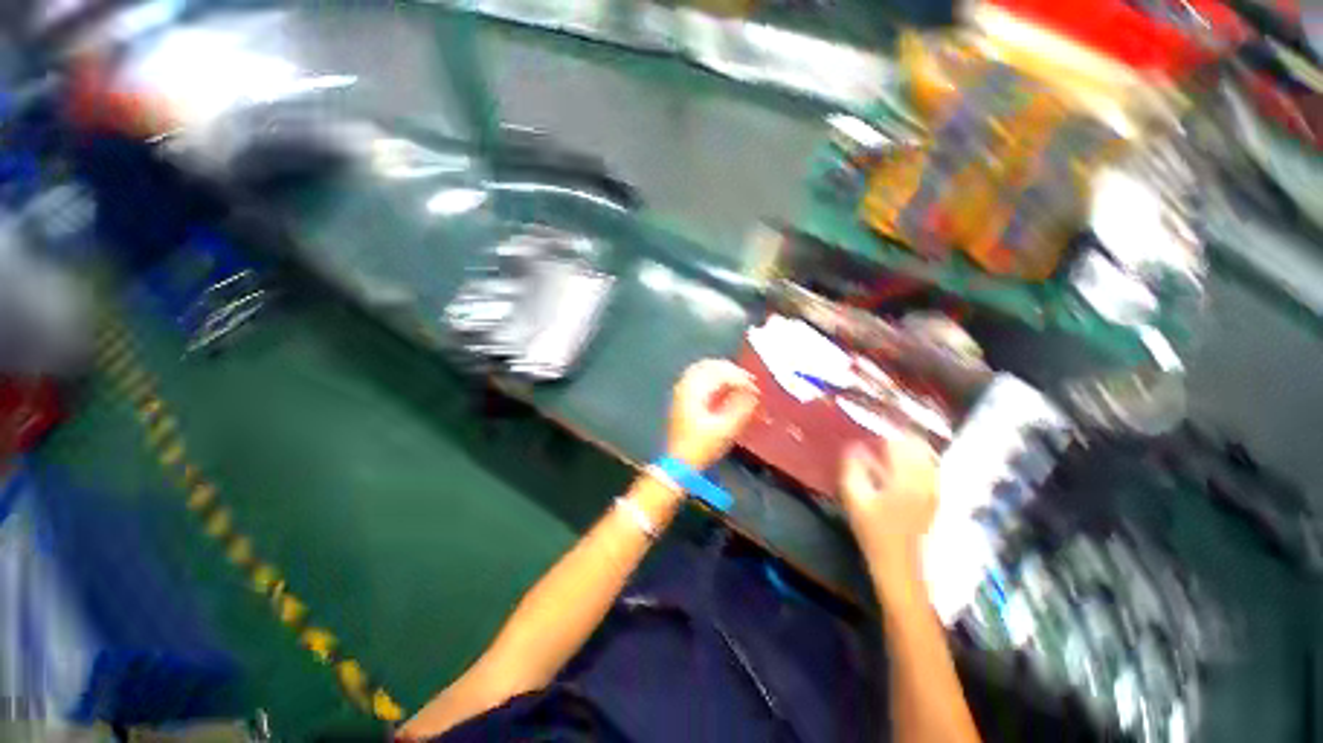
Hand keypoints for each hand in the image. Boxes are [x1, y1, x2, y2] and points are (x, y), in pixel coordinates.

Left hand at [667, 359, 759, 469]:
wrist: (679, 462)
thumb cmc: (701, 447)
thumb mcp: (725, 430)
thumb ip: (741, 408)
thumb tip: (753, 393)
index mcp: (694, 390)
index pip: (720, 371)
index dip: (740, 377)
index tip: (755, 388)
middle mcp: (685, 385)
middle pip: (710, 365)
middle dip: (731, 370)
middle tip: (749, 380)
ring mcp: (682, 391)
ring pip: (703, 369)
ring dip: (722, 372)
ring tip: (739, 383)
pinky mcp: (682, 398)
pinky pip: (699, 378)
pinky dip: (714, 379)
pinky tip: (724, 388)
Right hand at [839, 435, 939, 559]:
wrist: (902, 567)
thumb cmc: (874, 532)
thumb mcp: (855, 499)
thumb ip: (853, 468)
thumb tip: (854, 446)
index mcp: (906, 477)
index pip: (900, 441)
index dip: (885, 428)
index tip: (871, 423)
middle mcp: (926, 479)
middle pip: (918, 444)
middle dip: (899, 434)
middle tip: (878, 433)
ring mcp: (934, 489)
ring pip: (925, 455)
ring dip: (907, 446)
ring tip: (886, 445)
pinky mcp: (935, 498)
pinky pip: (928, 469)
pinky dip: (915, 460)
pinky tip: (898, 465)